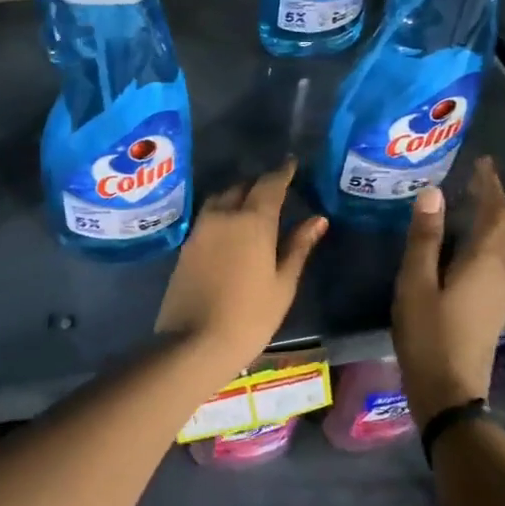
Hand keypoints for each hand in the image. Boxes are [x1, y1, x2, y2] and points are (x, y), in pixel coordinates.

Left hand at [155, 161, 327, 378]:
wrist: (194, 342)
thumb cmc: (250, 316)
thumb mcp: (282, 283)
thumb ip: (298, 246)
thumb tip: (317, 219)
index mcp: (252, 221)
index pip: (270, 184)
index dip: (283, 172)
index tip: (292, 163)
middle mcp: (223, 215)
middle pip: (243, 187)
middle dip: (260, 183)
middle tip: (277, 187)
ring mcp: (200, 229)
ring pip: (221, 198)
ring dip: (238, 195)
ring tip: (253, 204)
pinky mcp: (187, 244)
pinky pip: (208, 216)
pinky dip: (223, 212)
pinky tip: (232, 226)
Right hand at [392, 159, 504, 423]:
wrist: (449, 390)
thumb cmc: (428, 334)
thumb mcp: (416, 283)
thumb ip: (423, 239)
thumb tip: (432, 193)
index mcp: (484, 263)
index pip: (494, 214)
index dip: (490, 187)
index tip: (483, 162)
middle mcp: (501, 273)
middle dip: (494, 201)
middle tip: (476, 178)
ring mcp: (500, 293)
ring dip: (493, 221)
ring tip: (472, 203)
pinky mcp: (492, 307)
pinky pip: (498, 261)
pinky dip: (488, 241)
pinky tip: (467, 244)